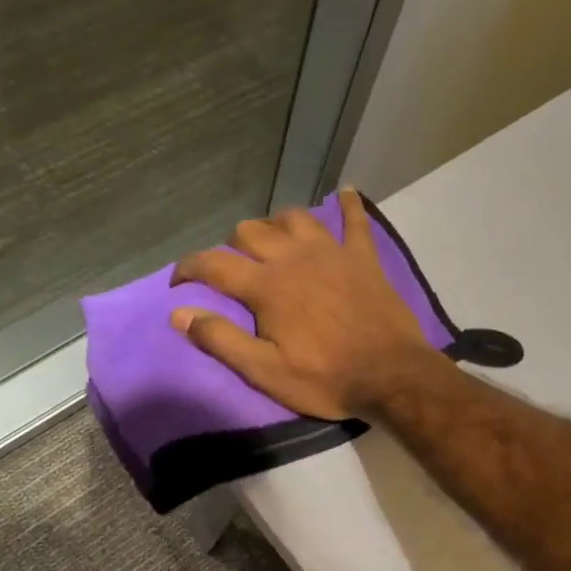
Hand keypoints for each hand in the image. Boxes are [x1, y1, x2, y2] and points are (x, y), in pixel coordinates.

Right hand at [170, 188, 438, 419]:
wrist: (392, 374)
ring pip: (294, 218)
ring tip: (273, 241)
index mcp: (267, 287)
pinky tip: (346, 192)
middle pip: (251, 232)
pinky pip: (356, 221)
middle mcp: (295, 258)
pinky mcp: (363, 258)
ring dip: (276, 224)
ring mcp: (332, 253)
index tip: (178, 280)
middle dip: (232, 246)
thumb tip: (179, 314)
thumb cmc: (327, 379)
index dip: (189, 268)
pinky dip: (349, 205)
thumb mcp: (266, 372)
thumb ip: (221, 340)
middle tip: (234, 270)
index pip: (214, 264)